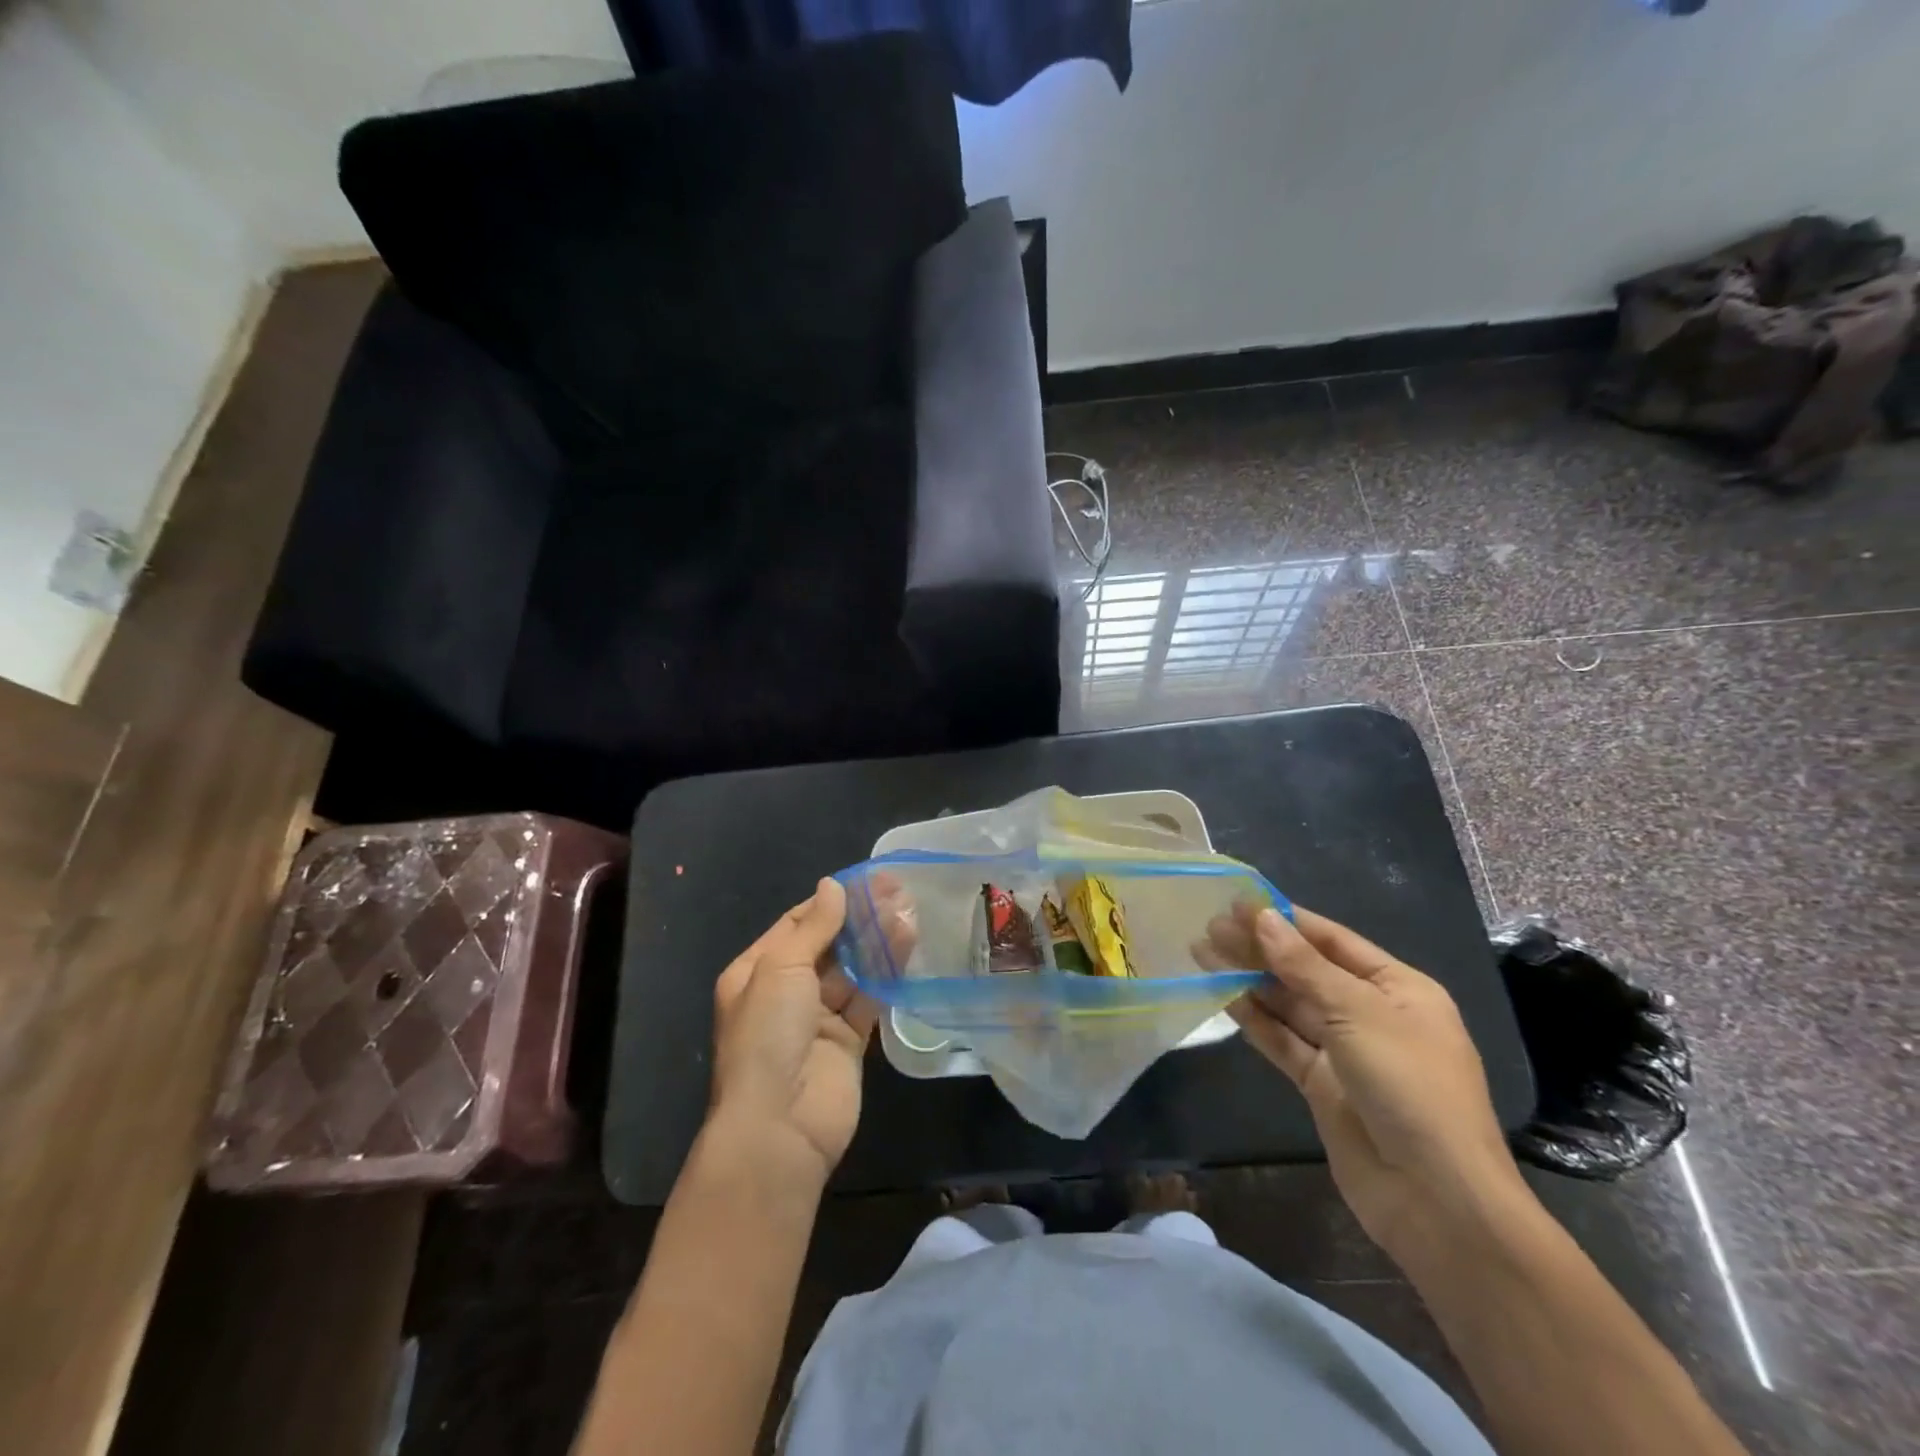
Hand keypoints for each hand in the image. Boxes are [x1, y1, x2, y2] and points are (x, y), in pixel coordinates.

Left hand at [709, 878, 878, 1189]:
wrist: (779, 1127)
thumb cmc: (768, 1036)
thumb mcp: (781, 969)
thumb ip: (813, 927)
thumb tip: (832, 885)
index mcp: (756, 972)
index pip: (796, 924)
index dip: (830, 901)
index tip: (865, 880)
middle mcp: (786, 992)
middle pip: (827, 945)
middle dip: (858, 919)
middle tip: (896, 890)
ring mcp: (818, 1018)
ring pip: (852, 970)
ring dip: (877, 942)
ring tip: (908, 910)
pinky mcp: (849, 1041)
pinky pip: (870, 998)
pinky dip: (887, 975)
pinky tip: (908, 947)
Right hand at [1204, 902, 1524, 1263]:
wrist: (1436, 1200)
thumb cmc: (1410, 1087)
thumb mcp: (1358, 1014)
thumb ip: (1304, 966)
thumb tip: (1262, 916)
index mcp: (1398, 989)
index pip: (1332, 940)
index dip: (1286, 919)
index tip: (1237, 903)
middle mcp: (1371, 1014)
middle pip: (1306, 970)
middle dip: (1260, 948)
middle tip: (1208, 927)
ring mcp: (1345, 1052)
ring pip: (1289, 1005)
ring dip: (1249, 980)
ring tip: (1202, 953)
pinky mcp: (1322, 1085)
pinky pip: (1282, 1041)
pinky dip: (1254, 1019)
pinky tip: (1221, 996)